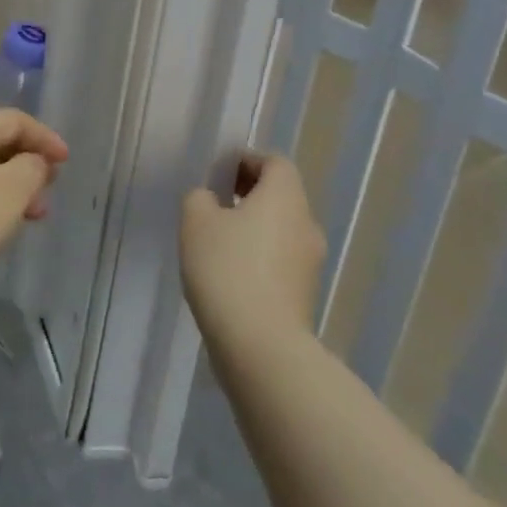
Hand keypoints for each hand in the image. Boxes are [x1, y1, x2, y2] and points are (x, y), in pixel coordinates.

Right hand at [181, 155, 326, 352]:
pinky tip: (230, 275)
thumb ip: (200, 198)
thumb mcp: (196, 220)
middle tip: (215, 203)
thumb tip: (211, 202)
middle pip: (281, 196)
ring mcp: (310, 263)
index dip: (247, 161)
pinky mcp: (304, 295)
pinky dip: (259, 257)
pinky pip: (281, 261)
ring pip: (281, 230)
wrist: (261, 345)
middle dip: (250, 193)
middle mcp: (306, 224)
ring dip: (254, 227)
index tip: (220, 173)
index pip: (275, 163)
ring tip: (217, 241)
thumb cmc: (227, 269)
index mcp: (285, 197)